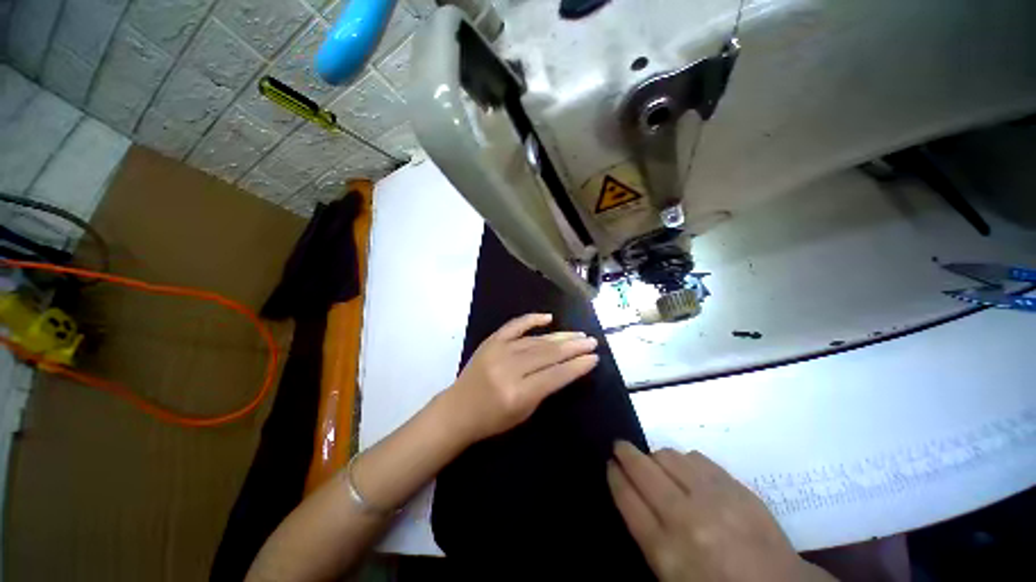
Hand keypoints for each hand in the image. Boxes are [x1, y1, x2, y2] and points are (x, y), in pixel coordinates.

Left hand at [443, 313, 599, 443]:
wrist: (458, 409)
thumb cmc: (492, 419)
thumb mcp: (524, 413)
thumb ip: (545, 389)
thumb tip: (567, 367)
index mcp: (518, 393)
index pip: (555, 375)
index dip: (577, 366)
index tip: (594, 358)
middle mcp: (509, 369)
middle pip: (548, 354)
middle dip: (574, 347)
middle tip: (592, 341)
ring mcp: (498, 351)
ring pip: (536, 340)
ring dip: (560, 336)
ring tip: (578, 334)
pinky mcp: (491, 341)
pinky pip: (514, 325)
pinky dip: (532, 319)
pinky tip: (548, 317)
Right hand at [608, 442, 835, 581]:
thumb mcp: (671, 575)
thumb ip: (648, 534)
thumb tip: (631, 493)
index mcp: (666, 550)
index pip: (627, 499)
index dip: (615, 476)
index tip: (610, 464)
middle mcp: (686, 518)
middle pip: (643, 470)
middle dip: (626, 454)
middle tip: (620, 447)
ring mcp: (713, 499)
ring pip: (668, 457)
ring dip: (654, 456)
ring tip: (655, 463)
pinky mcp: (736, 487)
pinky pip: (696, 458)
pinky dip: (682, 459)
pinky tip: (684, 468)